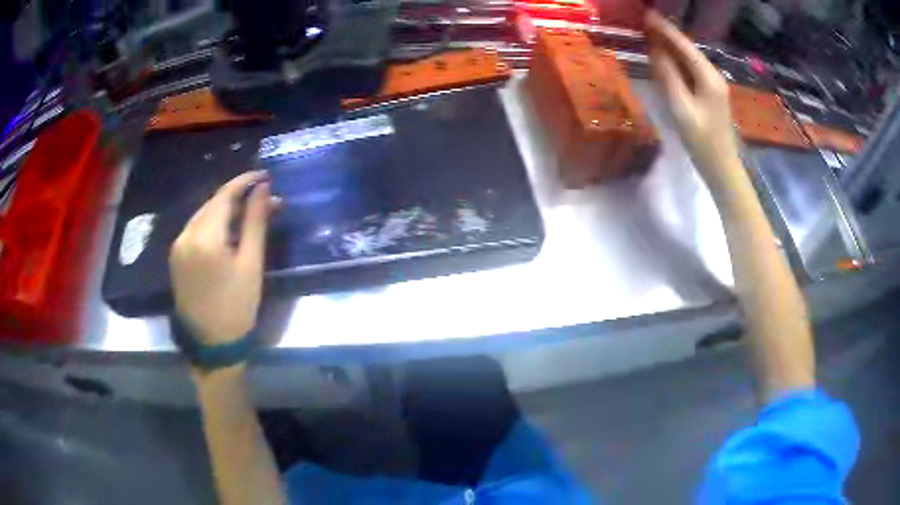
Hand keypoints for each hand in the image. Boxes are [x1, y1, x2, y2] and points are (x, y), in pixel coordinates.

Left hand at [169, 171, 277, 344]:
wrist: (212, 343)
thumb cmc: (237, 305)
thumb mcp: (251, 263)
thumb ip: (255, 221)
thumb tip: (262, 188)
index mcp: (205, 237)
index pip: (224, 195)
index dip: (245, 181)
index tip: (264, 175)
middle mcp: (186, 235)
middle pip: (212, 203)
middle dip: (237, 196)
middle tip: (263, 198)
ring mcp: (177, 246)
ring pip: (203, 215)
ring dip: (225, 209)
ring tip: (248, 213)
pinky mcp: (176, 256)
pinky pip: (195, 229)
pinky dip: (212, 223)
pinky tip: (227, 230)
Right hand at [646, 11, 742, 188]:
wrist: (722, 168)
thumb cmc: (702, 142)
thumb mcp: (681, 109)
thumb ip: (668, 77)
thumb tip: (655, 51)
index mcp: (708, 77)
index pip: (684, 45)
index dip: (665, 29)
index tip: (647, 14)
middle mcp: (713, 76)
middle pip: (688, 49)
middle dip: (667, 35)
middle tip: (644, 23)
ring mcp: (713, 85)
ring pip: (689, 59)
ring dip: (671, 47)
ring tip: (650, 35)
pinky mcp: (709, 94)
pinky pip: (690, 71)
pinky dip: (676, 62)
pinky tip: (664, 59)